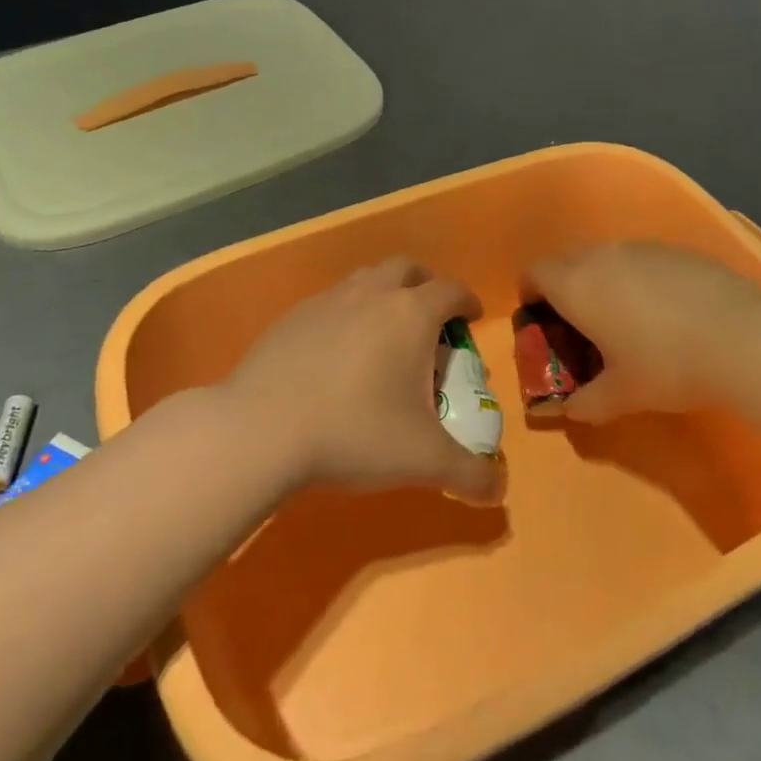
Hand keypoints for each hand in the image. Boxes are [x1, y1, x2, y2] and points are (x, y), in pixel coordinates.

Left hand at [224, 257, 503, 504]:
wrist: (262, 428)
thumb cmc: (354, 432)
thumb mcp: (423, 460)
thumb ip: (470, 474)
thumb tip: (499, 490)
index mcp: (410, 314)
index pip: (451, 290)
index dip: (467, 301)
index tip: (470, 318)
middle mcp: (371, 294)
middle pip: (407, 269)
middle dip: (425, 286)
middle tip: (429, 319)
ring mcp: (328, 300)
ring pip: (366, 279)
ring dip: (384, 294)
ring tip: (384, 333)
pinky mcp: (292, 316)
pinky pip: (331, 302)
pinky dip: (346, 314)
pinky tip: (337, 353)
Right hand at [524, 242, 760, 421]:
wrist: (744, 338)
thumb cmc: (667, 366)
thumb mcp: (622, 396)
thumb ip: (587, 402)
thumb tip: (571, 410)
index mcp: (576, 285)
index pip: (534, 272)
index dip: (530, 294)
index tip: (542, 321)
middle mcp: (602, 256)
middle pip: (567, 261)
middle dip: (565, 288)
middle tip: (581, 326)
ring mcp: (642, 248)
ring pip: (606, 258)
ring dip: (603, 281)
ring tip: (627, 320)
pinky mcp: (677, 250)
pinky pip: (642, 259)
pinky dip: (639, 279)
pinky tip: (667, 312)